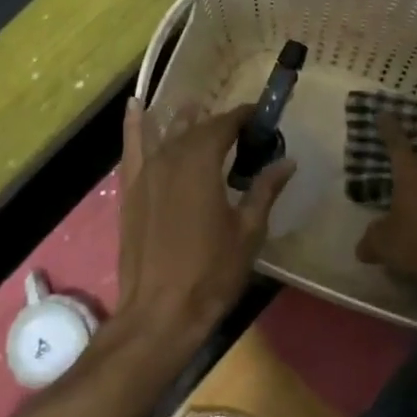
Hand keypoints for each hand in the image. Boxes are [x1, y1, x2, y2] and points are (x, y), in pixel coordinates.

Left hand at [116, 99, 293, 348]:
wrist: (161, 310)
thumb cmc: (212, 272)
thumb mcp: (248, 231)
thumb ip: (264, 190)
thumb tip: (287, 161)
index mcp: (201, 163)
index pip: (225, 125)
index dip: (244, 116)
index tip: (262, 115)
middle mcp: (170, 157)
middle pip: (196, 129)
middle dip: (219, 123)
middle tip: (241, 128)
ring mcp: (144, 173)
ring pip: (165, 134)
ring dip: (182, 120)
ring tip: (195, 107)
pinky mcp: (129, 190)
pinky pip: (131, 148)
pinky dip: (134, 126)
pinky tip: (135, 106)